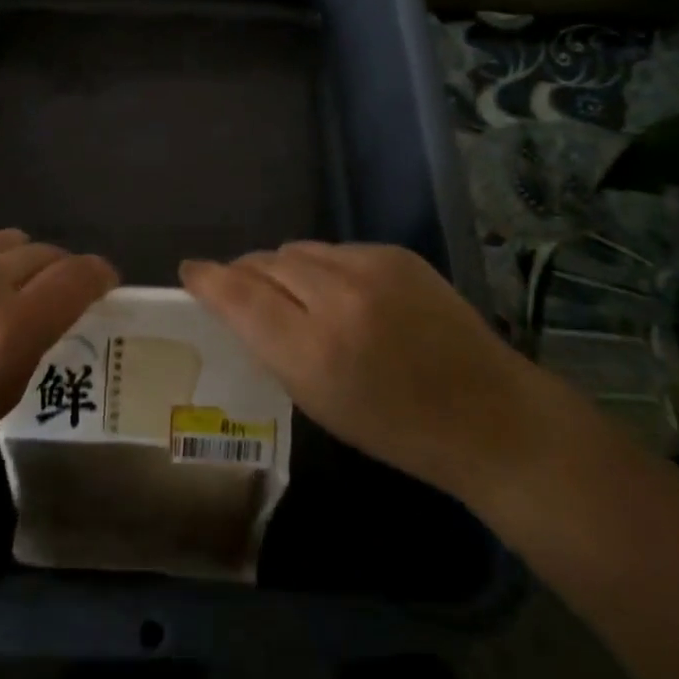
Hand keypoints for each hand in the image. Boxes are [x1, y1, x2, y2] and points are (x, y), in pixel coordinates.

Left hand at [0, 214, 117, 491]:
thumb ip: (37, 340)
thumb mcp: (2, 394)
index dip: (100, 275)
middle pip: (47, 253)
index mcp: (11, 329)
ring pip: (9, 236)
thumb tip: (57, 304)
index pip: (78, 277)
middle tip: (46, 295)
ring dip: (17, 260)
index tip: (102, 283)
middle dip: (58, 273)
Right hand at [180, 243, 549, 498]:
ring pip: (299, 250)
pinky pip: (336, 250)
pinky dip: (325, 267)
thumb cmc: (395, 428)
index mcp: (314, 351)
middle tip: (243, 291)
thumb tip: (238, 301)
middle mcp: (338, 298)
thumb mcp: (318, 400)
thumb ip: (272, 345)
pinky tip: (342, 293)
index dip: (209, 280)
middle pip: (266, 262)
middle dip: (246, 273)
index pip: (240, 297)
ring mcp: (371, 268)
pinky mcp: (396, 253)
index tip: (190, 271)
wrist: (488, 415)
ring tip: (295, 294)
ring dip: (285, 268)